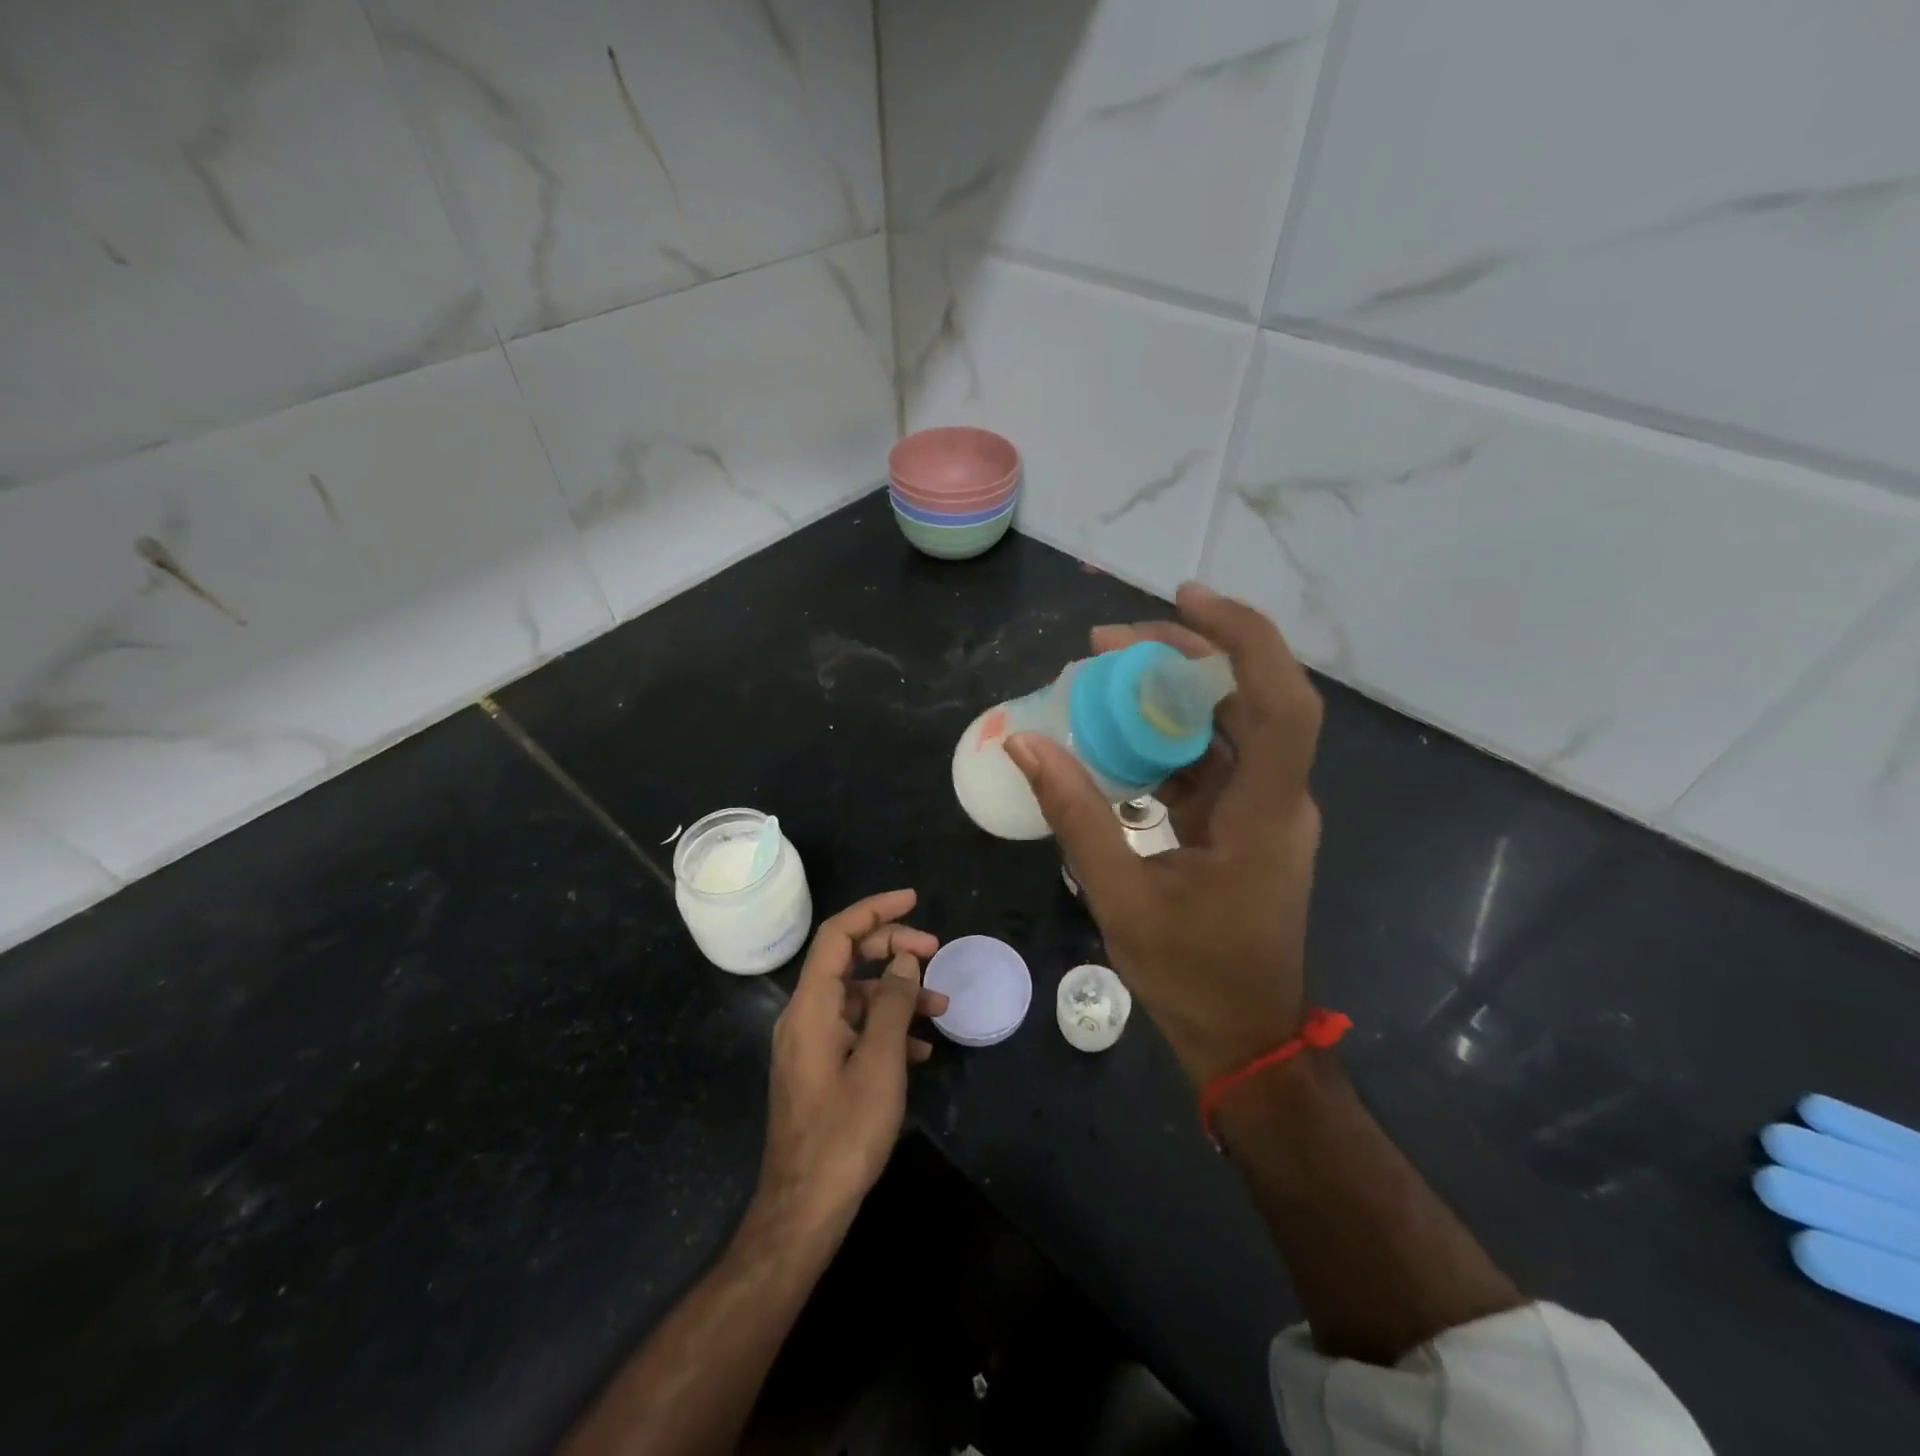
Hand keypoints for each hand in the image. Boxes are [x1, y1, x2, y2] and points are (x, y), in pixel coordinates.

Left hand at [754, 890, 946, 1234]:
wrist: (804, 1209)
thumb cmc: (844, 1133)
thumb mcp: (879, 1063)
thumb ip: (892, 1003)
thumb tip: (905, 960)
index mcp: (811, 1006)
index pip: (838, 934)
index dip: (874, 910)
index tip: (913, 899)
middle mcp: (805, 1015)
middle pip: (847, 959)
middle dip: (892, 948)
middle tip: (935, 951)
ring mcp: (810, 1043)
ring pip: (856, 995)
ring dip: (897, 992)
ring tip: (941, 1005)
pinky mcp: (819, 1068)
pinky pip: (854, 1028)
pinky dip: (886, 1025)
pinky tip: (920, 1048)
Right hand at [1005, 584, 1323, 1085]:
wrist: (1242, 1036)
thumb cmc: (1191, 974)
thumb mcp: (1120, 895)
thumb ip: (1074, 814)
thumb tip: (1024, 743)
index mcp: (1264, 813)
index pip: (1279, 701)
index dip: (1240, 638)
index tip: (1183, 599)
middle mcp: (1276, 799)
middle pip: (1247, 697)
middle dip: (1182, 655)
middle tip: (1107, 642)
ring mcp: (1262, 811)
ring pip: (1225, 725)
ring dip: (1170, 694)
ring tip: (1101, 675)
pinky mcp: (1242, 824)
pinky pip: (1208, 760)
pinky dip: (1165, 737)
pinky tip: (1115, 735)